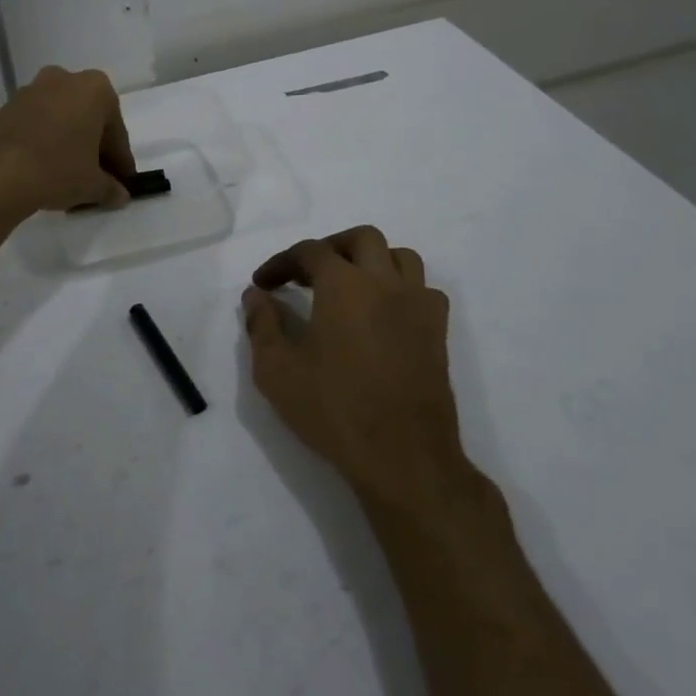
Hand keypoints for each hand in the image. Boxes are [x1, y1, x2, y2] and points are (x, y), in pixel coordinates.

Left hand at [0, 66, 136, 215]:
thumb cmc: (57, 168)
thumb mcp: (92, 184)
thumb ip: (111, 188)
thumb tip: (119, 195)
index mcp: (95, 89)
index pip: (116, 132)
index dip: (120, 161)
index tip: (122, 182)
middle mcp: (64, 79)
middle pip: (88, 120)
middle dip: (94, 149)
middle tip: (97, 180)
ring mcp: (32, 90)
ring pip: (61, 120)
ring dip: (68, 145)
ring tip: (69, 179)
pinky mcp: (6, 106)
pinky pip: (37, 125)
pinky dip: (45, 143)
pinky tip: (44, 170)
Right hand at [243, 226, 482, 516]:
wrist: (403, 457)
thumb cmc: (334, 410)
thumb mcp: (277, 371)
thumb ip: (262, 325)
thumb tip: (256, 296)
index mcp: (344, 285)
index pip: (309, 252)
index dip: (281, 262)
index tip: (263, 284)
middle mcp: (385, 282)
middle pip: (361, 238)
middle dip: (329, 248)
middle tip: (306, 274)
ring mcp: (418, 305)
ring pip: (400, 257)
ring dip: (371, 261)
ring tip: (349, 286)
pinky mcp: (438, 332)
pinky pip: (423, 289)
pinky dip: (401, 288)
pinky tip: (384, 313)